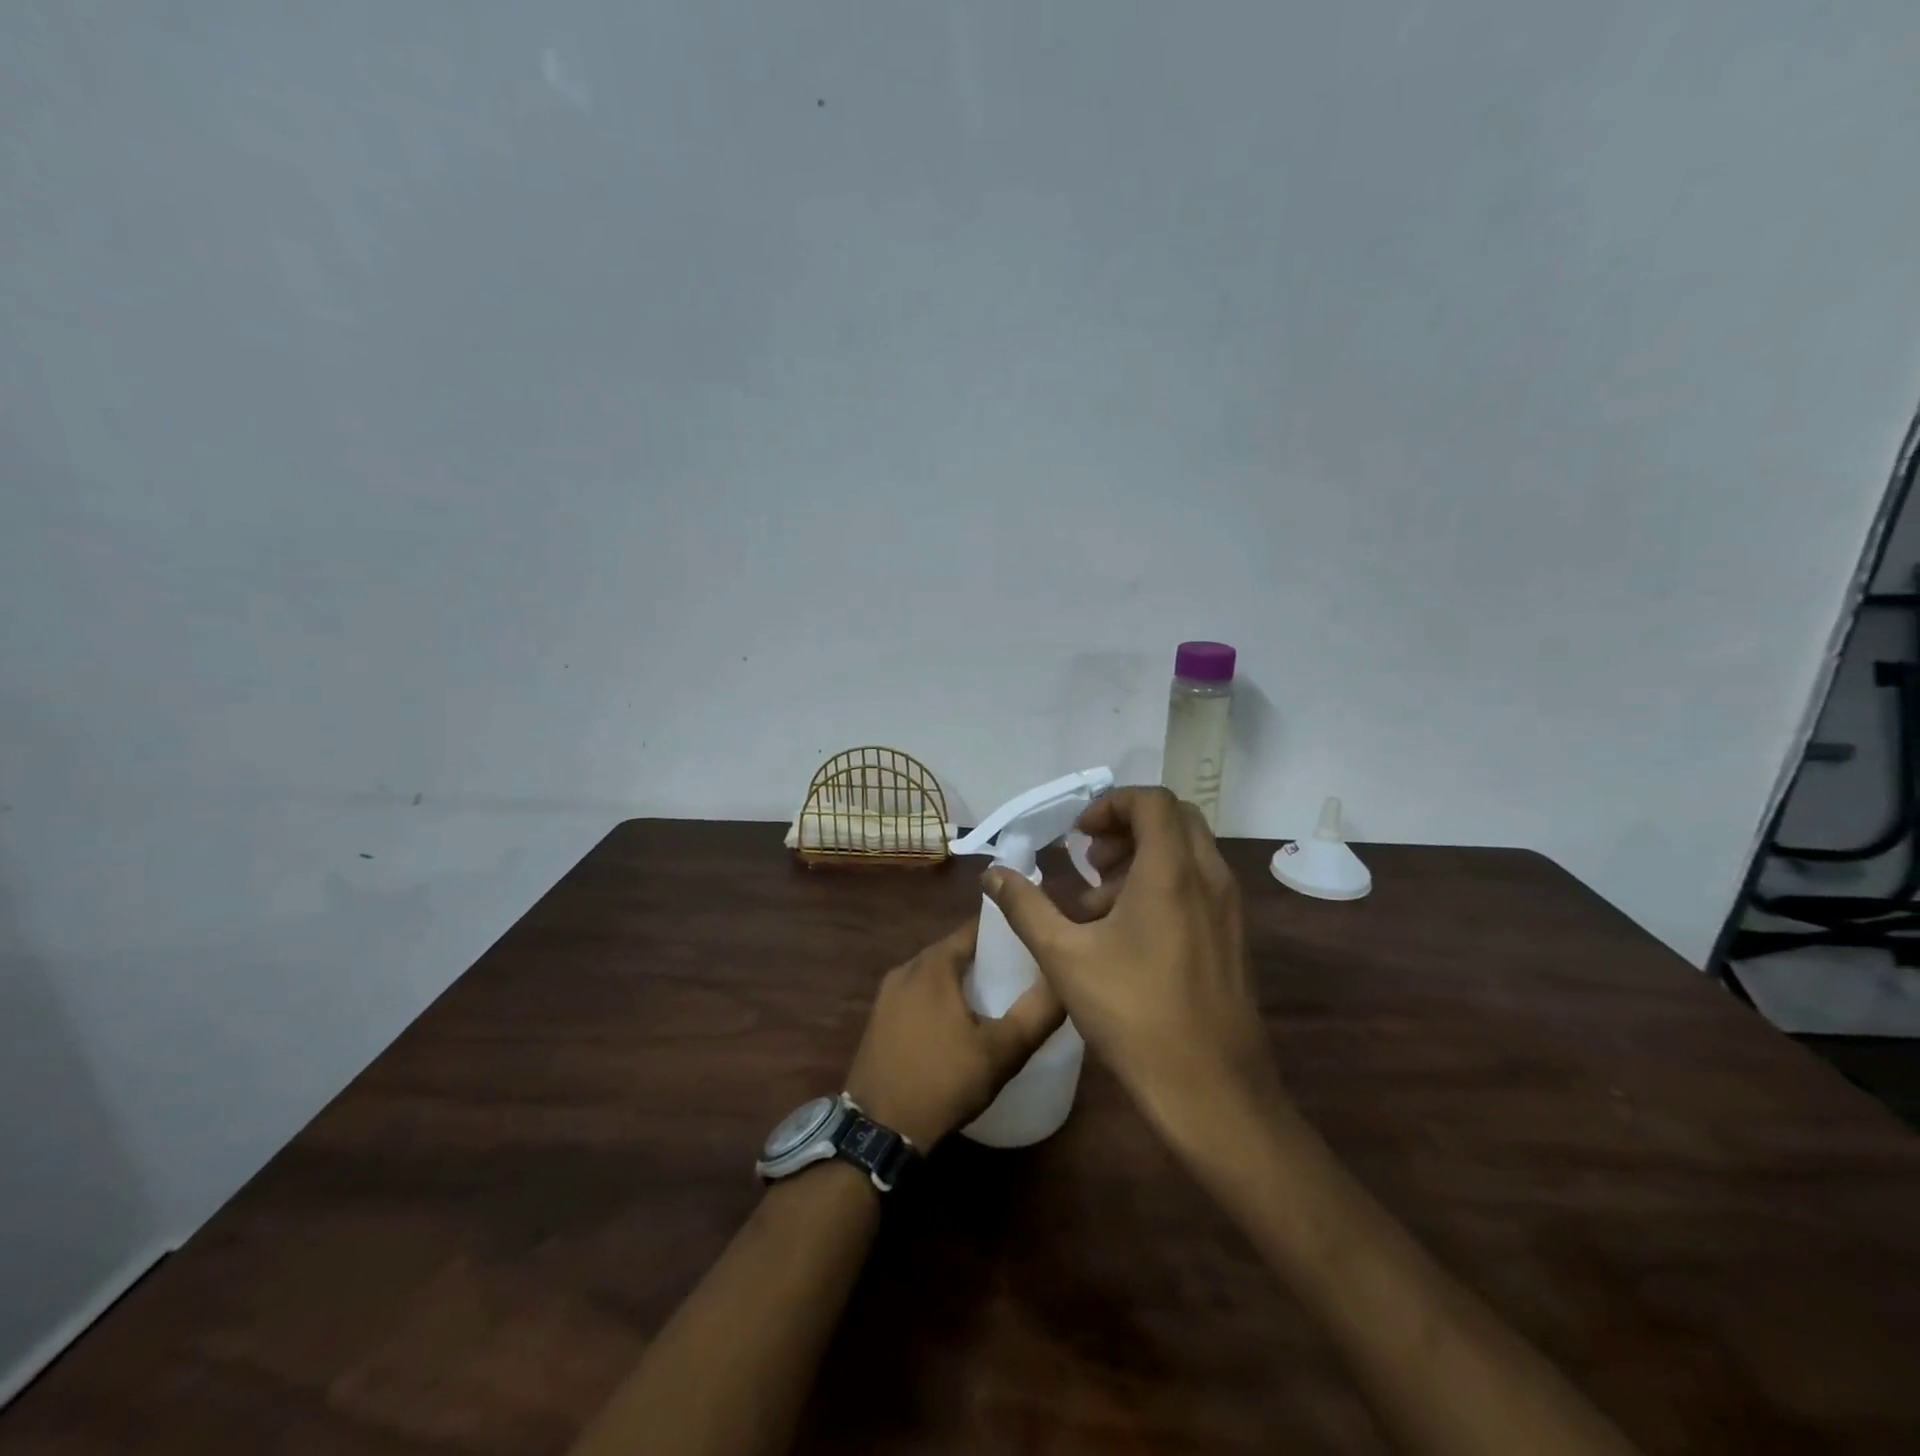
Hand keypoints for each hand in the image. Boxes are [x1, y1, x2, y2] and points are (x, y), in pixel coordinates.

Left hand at [843, 918, 1064, 1148]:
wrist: (878, 1131)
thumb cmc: (942, 1082)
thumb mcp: (1001, 1051)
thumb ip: (1037, 1013)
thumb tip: (1065, 980)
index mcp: (933, 964)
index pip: (975, 928)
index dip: (1006, 931)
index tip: (1033, 942)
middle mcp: (906, 968)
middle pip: (955, 950)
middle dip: (987, 958)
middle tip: (1022, 974)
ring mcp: (887, 995)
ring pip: (935, 974)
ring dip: (963, 981)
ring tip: (997, 999)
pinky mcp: (879, 1020)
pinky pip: (918, 995)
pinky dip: (941, 999)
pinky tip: (960, 1024)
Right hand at [983, 786, 1279, 1137]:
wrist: (1212, 1090)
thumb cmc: (1134, 1015)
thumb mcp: (1065, 957)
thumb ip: (1026, 907)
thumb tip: (993, 873)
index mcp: (1171, 872)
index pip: (1152, 800)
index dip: (1110, 804)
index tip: (1077, 836)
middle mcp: (1209, 877)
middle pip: (1173, 819)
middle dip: (1126, 827)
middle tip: (1091, 862)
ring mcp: (1227, 908)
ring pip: (1186, 852)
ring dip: (1141, 859)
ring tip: (1099, 905)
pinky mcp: (1233, 935)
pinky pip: (1197, 884)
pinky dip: (1162, 884)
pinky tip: (1128, 935)